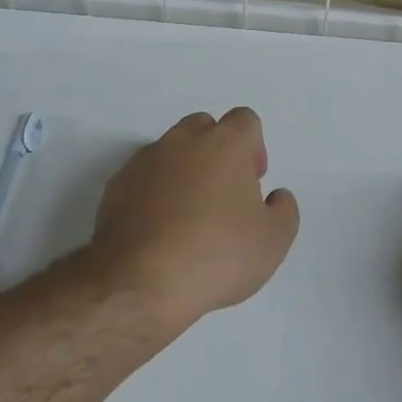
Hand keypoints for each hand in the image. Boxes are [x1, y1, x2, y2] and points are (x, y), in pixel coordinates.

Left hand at [89, 108, 300, 329]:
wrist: (140, 282)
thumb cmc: (216, 255)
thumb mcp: (273, 242)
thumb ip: (284, 210)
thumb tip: (275, 196)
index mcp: (225, 143)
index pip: (245, 120)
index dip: (253, 147)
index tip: (252, 183)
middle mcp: (183, 141)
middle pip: (205, 127)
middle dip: (216, 152)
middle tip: (222, 195)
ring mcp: (145, 160)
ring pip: (171, 150)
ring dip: (183, 171)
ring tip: (188, 216)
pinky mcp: (116, 185)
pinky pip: (143, 177)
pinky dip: (153, 192)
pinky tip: (159, 229)